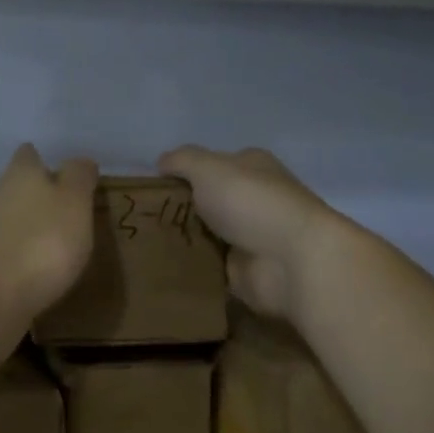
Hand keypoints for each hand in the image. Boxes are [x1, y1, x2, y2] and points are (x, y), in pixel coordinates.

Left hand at [0, 145, 99, 322]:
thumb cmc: (43, 242)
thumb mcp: (75, 202)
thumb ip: (79, 177)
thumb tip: (80, 161)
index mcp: (20, 173)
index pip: (29, 154)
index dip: (45, 160)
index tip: (66, 173)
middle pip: (18, 184)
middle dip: (39, 193)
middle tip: (69, 206)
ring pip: (12, 215)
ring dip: (31, 223)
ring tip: (59, 237)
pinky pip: (8, 246)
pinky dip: (23, 250)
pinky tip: (40, 265)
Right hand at [158, 145, 347, 318]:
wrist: (292, 262)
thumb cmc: (251, 203)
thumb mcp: (209, 168)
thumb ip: (182, 161)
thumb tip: (162, 162)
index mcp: (251, 168)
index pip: (211, 165)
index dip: (183, 173)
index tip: (151, 187)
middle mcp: (252, 199)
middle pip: (206, 201)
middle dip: (178, 209)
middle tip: (141, 218)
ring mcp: (250, 237)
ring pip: (205, 234)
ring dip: (181, 239)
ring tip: (143, 243)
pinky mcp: (244, 271)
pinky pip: (208, 267)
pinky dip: (190, 268)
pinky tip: (161, 268)